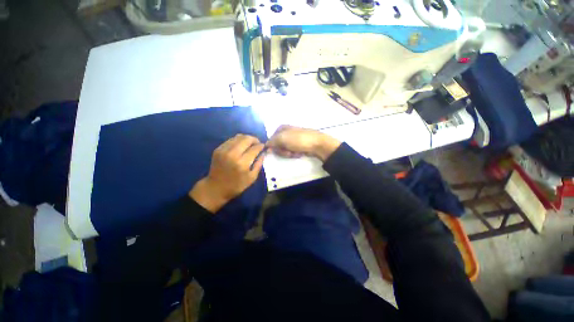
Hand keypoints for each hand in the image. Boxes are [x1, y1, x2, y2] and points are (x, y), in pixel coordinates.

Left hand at [189, 134, 265, 212]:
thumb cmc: (236, 185)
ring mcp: (224, 150)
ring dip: (246, 138)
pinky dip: (238, 140)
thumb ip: (259, 164)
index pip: (254, 148)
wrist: (215, 188)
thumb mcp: (252, 178)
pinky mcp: (218, 149)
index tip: (263, 146)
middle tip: (258, 143)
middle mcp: (233, 154)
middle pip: (246, 139)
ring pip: (238, 137)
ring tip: (250, 143)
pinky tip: (241, 145)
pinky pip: (231, 140)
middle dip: (254, 139)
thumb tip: (264, 152)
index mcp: (242, 163)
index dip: (261, 146)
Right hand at [267, 125, 340, 160]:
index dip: (274, 147)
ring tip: (296, 153)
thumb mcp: (282, 139)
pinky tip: (300, 153)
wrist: (317, 144)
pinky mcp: (298, 145)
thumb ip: (272, 142)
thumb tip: (266, 146)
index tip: (278, 150)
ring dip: (289, 153)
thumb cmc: (299, 140)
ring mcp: (292, 139)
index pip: (271, 140)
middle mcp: (285, 133)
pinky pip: (291, 152)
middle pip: (277, 146)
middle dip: (283, 151)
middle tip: (289, 152)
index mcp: (281, 128)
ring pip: (284, 150)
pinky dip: (294, 154)